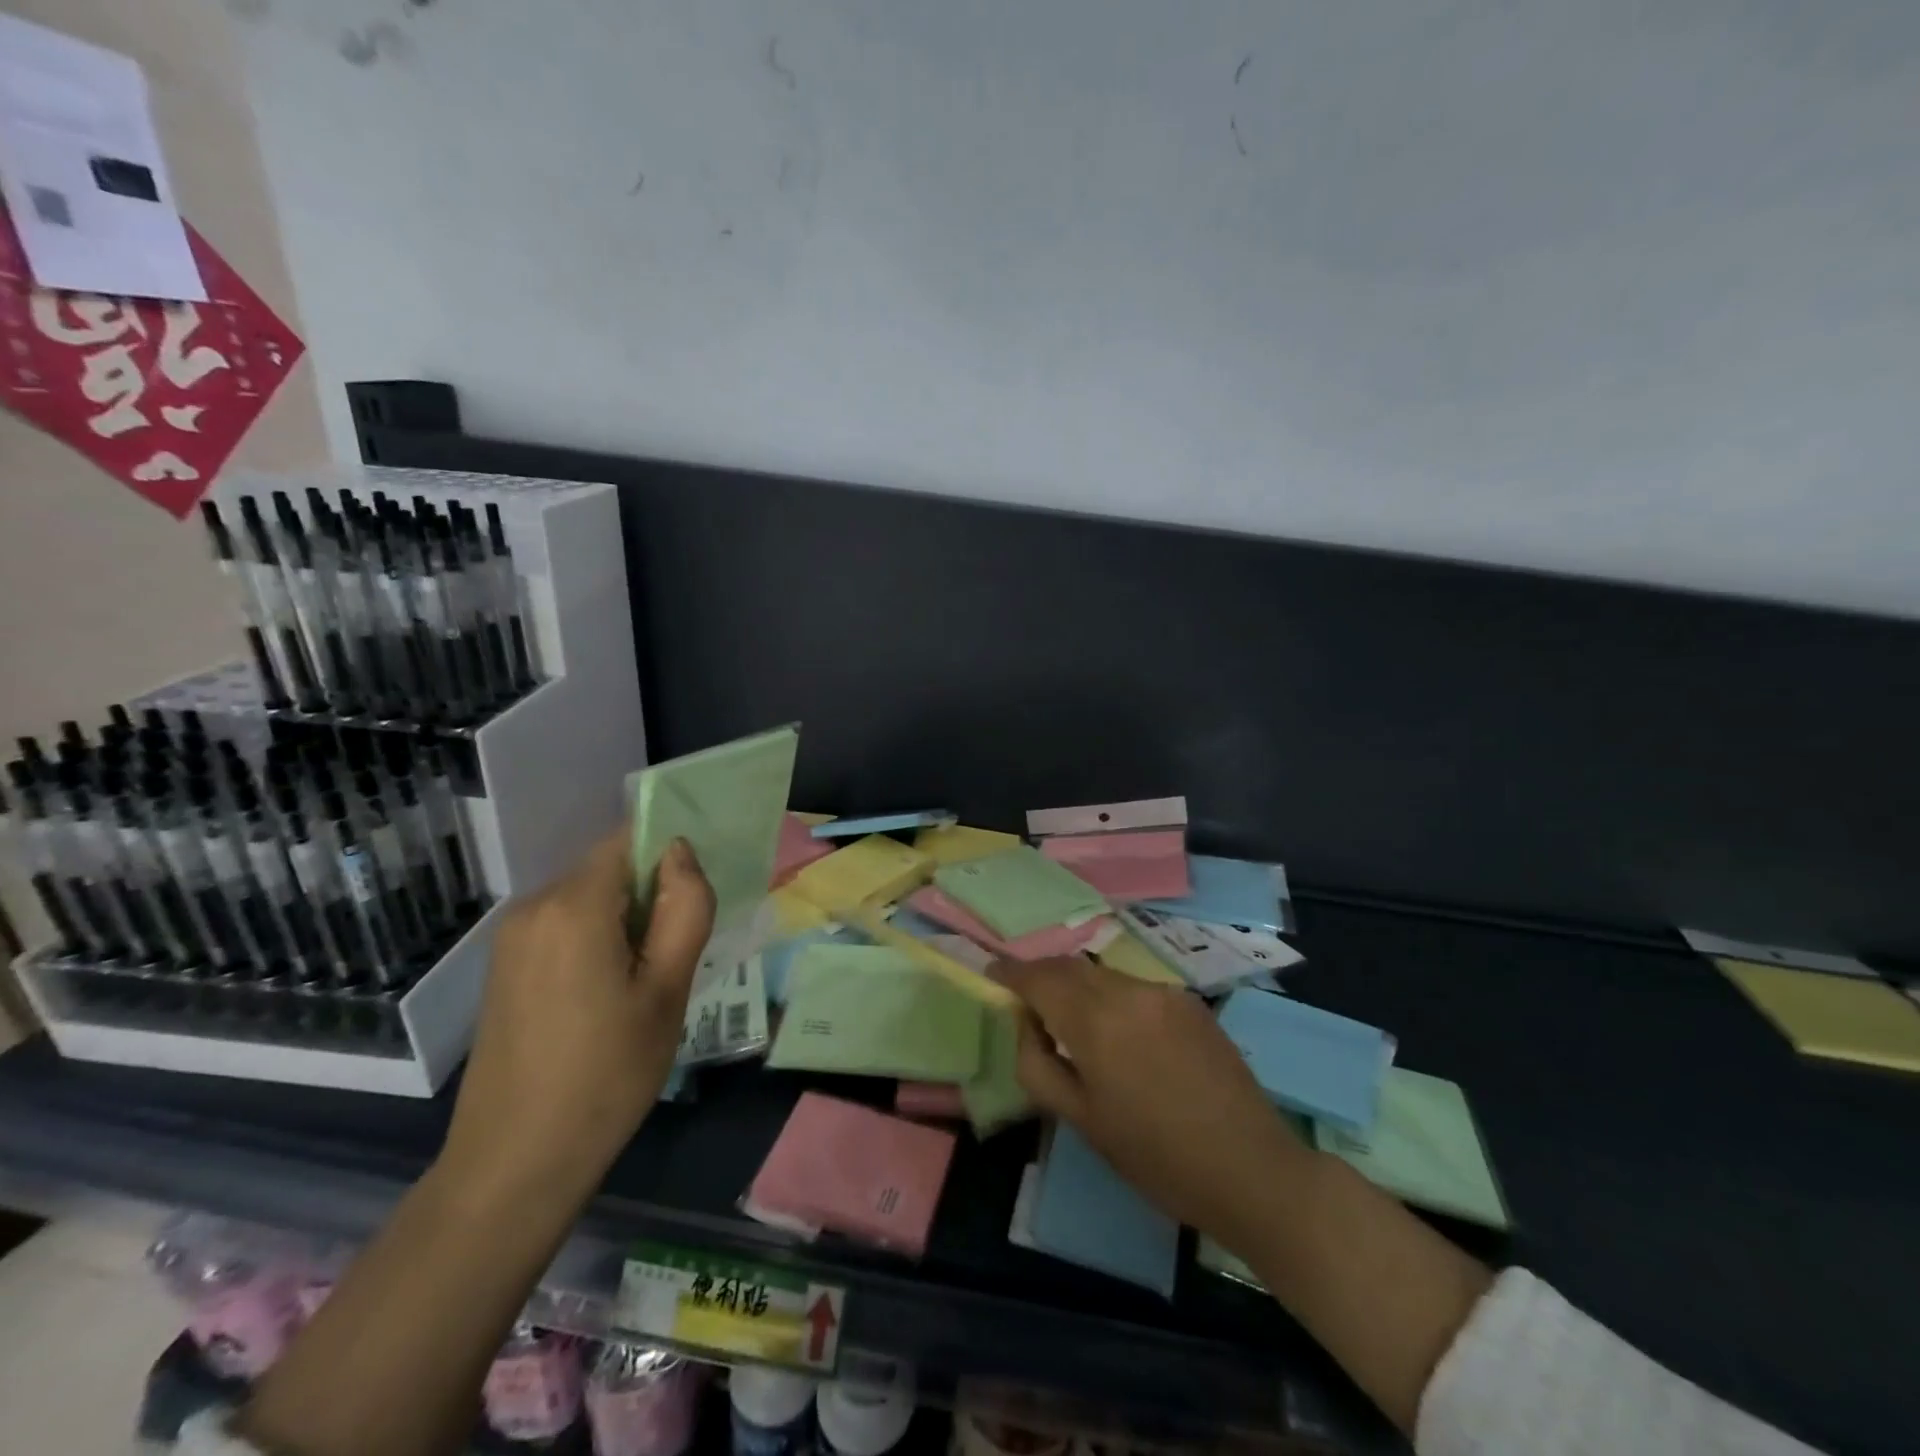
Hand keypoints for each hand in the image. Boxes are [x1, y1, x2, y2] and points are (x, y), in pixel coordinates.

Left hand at [441, 834, 714, 1201]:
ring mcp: (512, 938)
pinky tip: (608, 996)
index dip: (668, 855)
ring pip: (589, 899)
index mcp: (575, 905)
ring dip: (625, 921)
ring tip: (644, 982)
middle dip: (649, 894)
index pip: (630, 838)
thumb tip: (679, 851)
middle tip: (676, 955)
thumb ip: (685, 908)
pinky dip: (596, 940)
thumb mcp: (667, 989)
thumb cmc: (607, 1073)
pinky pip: (564, 927)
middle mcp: (534, 907)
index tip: (693, 900)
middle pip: (609, 869)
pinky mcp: (504, 967)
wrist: (515, 1163)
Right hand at [996, 957, 1313, 1247]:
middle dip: (1042, 975)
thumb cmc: (1156, 1157)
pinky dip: (1112, 998)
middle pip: (1071, 967)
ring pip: (1103, 975)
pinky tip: (1121, 1035)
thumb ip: (1038, 1064)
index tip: (992, 972)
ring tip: (1072, 1022)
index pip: (1040, 977)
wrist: (1251, 1169)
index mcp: (1096, 1021)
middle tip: (1026, 998)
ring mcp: (1164, 992)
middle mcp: (1128, 991)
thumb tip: (1026, 1023)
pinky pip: (1135, 988)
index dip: (1011, 971)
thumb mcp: (1081, 1121)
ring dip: (1078, 987)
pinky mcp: (1190, 1002)